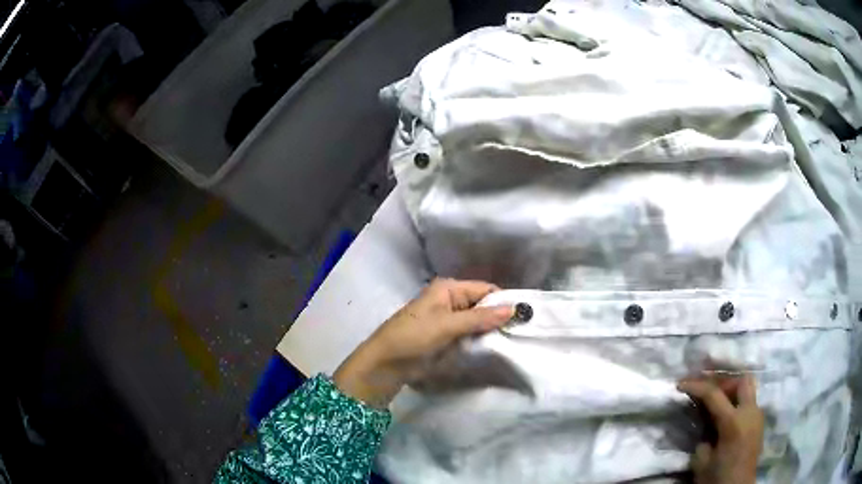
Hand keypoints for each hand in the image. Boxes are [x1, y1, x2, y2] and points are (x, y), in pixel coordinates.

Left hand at [333, 278, 512, 407]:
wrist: (386, 363)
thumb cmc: (413, 337)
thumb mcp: (447, 325)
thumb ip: (480, 318)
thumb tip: (513, 309)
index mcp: (448, 289)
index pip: (485, 290)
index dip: (503, 301)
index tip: (524, 316)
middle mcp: (450, 300)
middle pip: (482, 305)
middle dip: (499, 317)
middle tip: (521, 331)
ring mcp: (449, 320)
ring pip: (478, 321)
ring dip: (491, 330)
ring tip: (513, 340)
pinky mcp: (447, 337)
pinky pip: (470, 334)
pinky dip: (480, 339)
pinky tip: (495, 347)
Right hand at [678, 375, 764, 483]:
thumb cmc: (717, 478)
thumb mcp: (701, 461)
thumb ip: (704, 437)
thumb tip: (706, 427)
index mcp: (733, 422)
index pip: (714, 394)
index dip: (696, 386)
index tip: (681, 384)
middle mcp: (749, 412)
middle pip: (741, 380)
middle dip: (724, 381)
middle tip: (709, 391)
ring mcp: (757, 416)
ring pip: (748, 390)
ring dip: (733, 392)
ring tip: (717, 403)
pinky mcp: (759, 424)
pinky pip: (749, 404)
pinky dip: (737, 403)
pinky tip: (727, 416)